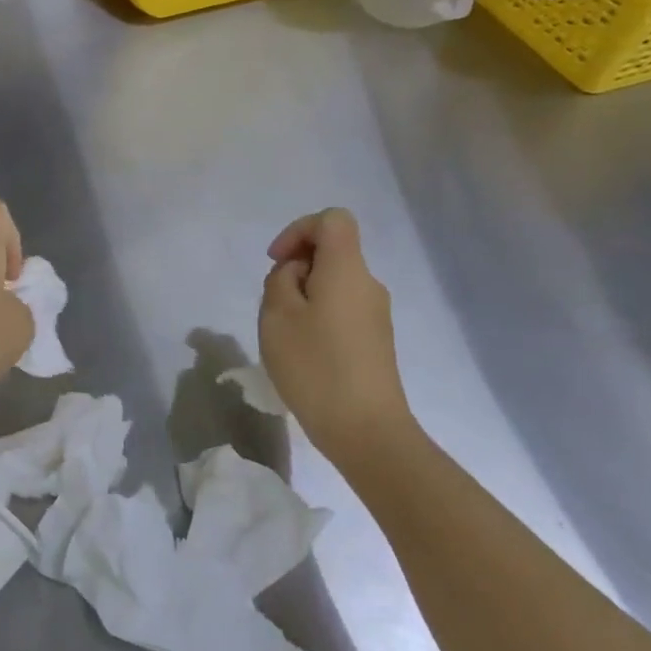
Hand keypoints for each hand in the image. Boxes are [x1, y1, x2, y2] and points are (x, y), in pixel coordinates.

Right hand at [259, 209, 415, 457]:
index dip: (299, 230)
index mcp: (347, 269)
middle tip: (274, 307)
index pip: (332, 220)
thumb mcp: (277, 316)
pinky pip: (342, 310)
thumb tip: (298, 273)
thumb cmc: (315, 366)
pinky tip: (305, 354)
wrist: (366, 430)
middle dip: (295, 269)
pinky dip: (318, 318)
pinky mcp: (376, 341)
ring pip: (333, 284)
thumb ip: (280, 280)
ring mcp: (376, 314)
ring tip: (286, 335)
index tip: (277, 262)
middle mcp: (368, 284)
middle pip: (331, 253)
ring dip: (303, 297)